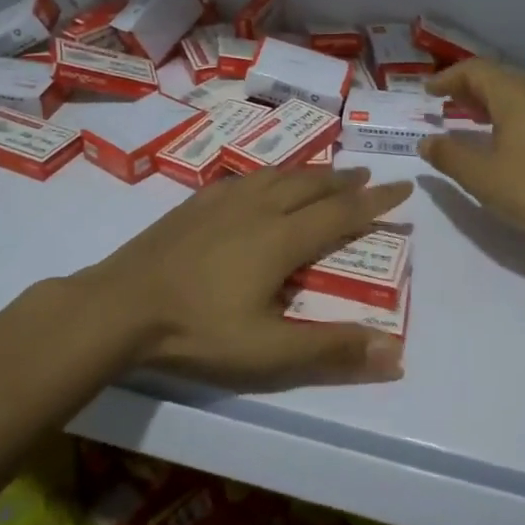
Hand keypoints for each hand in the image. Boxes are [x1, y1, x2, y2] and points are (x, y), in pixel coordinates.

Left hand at [80, 166, 411, 391]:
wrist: (120, 305)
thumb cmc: (197, 330)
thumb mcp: (268, 352)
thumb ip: (330, 350)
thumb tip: (394, 351)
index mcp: (282, 239)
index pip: (342, 213)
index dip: (376, 201)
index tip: (403, 186)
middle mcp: (259, 209)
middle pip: (312, 185)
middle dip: (344, 180)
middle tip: (367, 173)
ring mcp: (223, 201)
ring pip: (278, 175)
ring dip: (309, 172)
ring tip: (324, 172)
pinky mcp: (195, 203)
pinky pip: (244, 177)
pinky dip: (269, 174)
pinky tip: (260, 180)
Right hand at [418, 60, 524, 237]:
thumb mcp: (481, 176)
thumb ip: (449, 156)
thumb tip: (426, 142)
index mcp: (515, 95)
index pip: (475, 70)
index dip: (448, 78)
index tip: (427, 92)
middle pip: (497, 77)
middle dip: (467, 88)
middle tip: (444, 103)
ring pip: (516, 93)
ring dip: (488, 101)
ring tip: (467, 118)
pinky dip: (508, 114)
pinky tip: (502, 138)